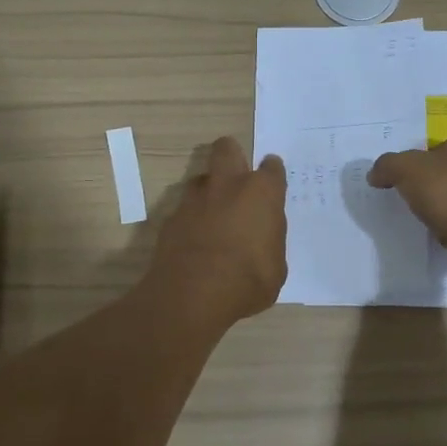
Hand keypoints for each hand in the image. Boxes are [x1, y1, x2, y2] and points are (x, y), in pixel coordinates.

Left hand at [145, 136, 287, 326]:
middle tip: (237, 177)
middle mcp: (227, 186)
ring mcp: (194, 200)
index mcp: (261, 194)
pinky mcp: (171, 219)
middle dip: (232, 155)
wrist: (194, 296)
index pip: (271, 168)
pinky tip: (194, 242)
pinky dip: (190, 221)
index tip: (271, 181)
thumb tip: (262, 238)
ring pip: (200, 179)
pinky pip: (183, 210)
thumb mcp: (275, 267)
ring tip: (214, 216)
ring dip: (209, 191)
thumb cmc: (248, 282)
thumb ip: (269, 242)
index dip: (272, 173)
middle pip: (226, 149)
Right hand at [368, 129, 446, 283]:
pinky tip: (438, 235)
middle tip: (407, 195)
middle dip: (432, 184)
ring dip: (443, 208)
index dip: (422, 157)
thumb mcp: (406, 169)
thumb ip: (387, 166)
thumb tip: (374, 174)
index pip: (444, 143)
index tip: (405, 174)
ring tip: (420, 218)